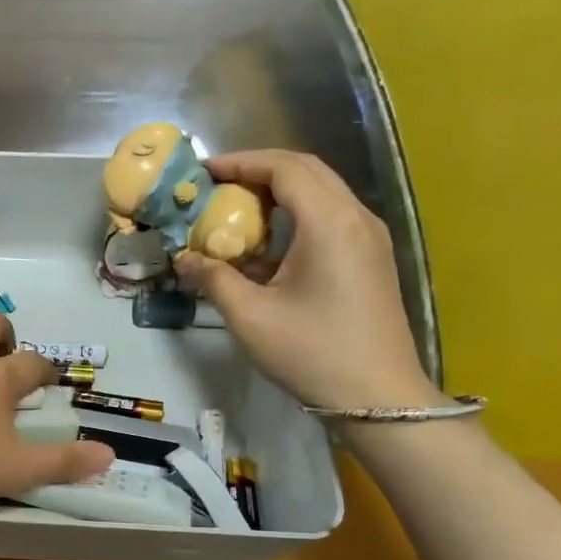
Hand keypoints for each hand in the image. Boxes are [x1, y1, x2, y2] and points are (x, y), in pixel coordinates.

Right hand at [175, 150, 440, 410]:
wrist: (378, 396)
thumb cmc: (311, 353)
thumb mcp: (250, 317)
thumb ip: (214, 279)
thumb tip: (183, 259)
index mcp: (330, 223)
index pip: (285, 168)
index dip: (240, 163)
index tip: (201, 173)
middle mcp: (356, 218)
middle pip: (306, 171)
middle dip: (257, 171)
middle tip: (214, 186)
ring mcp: (368, 237)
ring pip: (320, 191)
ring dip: (277, 192)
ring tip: (234, 208)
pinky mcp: (369, 257)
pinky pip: (329, 216)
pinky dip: (293, 215)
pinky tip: (265, 242)